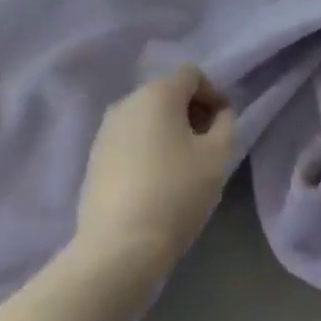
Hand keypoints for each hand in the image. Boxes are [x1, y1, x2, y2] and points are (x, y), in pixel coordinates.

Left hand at [73, 64, 234, 285]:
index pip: (191, 74)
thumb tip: (218, 113)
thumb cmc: (175, 194)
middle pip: (167, 92)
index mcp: (158, 92)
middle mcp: (127, 100)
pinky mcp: (95, 155)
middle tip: (206, 146)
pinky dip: (146, 147)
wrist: (118, 247)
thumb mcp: (217, 158)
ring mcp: (106, 128)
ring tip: (182, 166)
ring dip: (167, 130)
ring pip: (146, 116)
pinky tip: (155, 181)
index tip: (222, 125)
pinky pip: (129, 138)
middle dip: (190, 111)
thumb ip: (225, 124)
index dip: (212, 93)